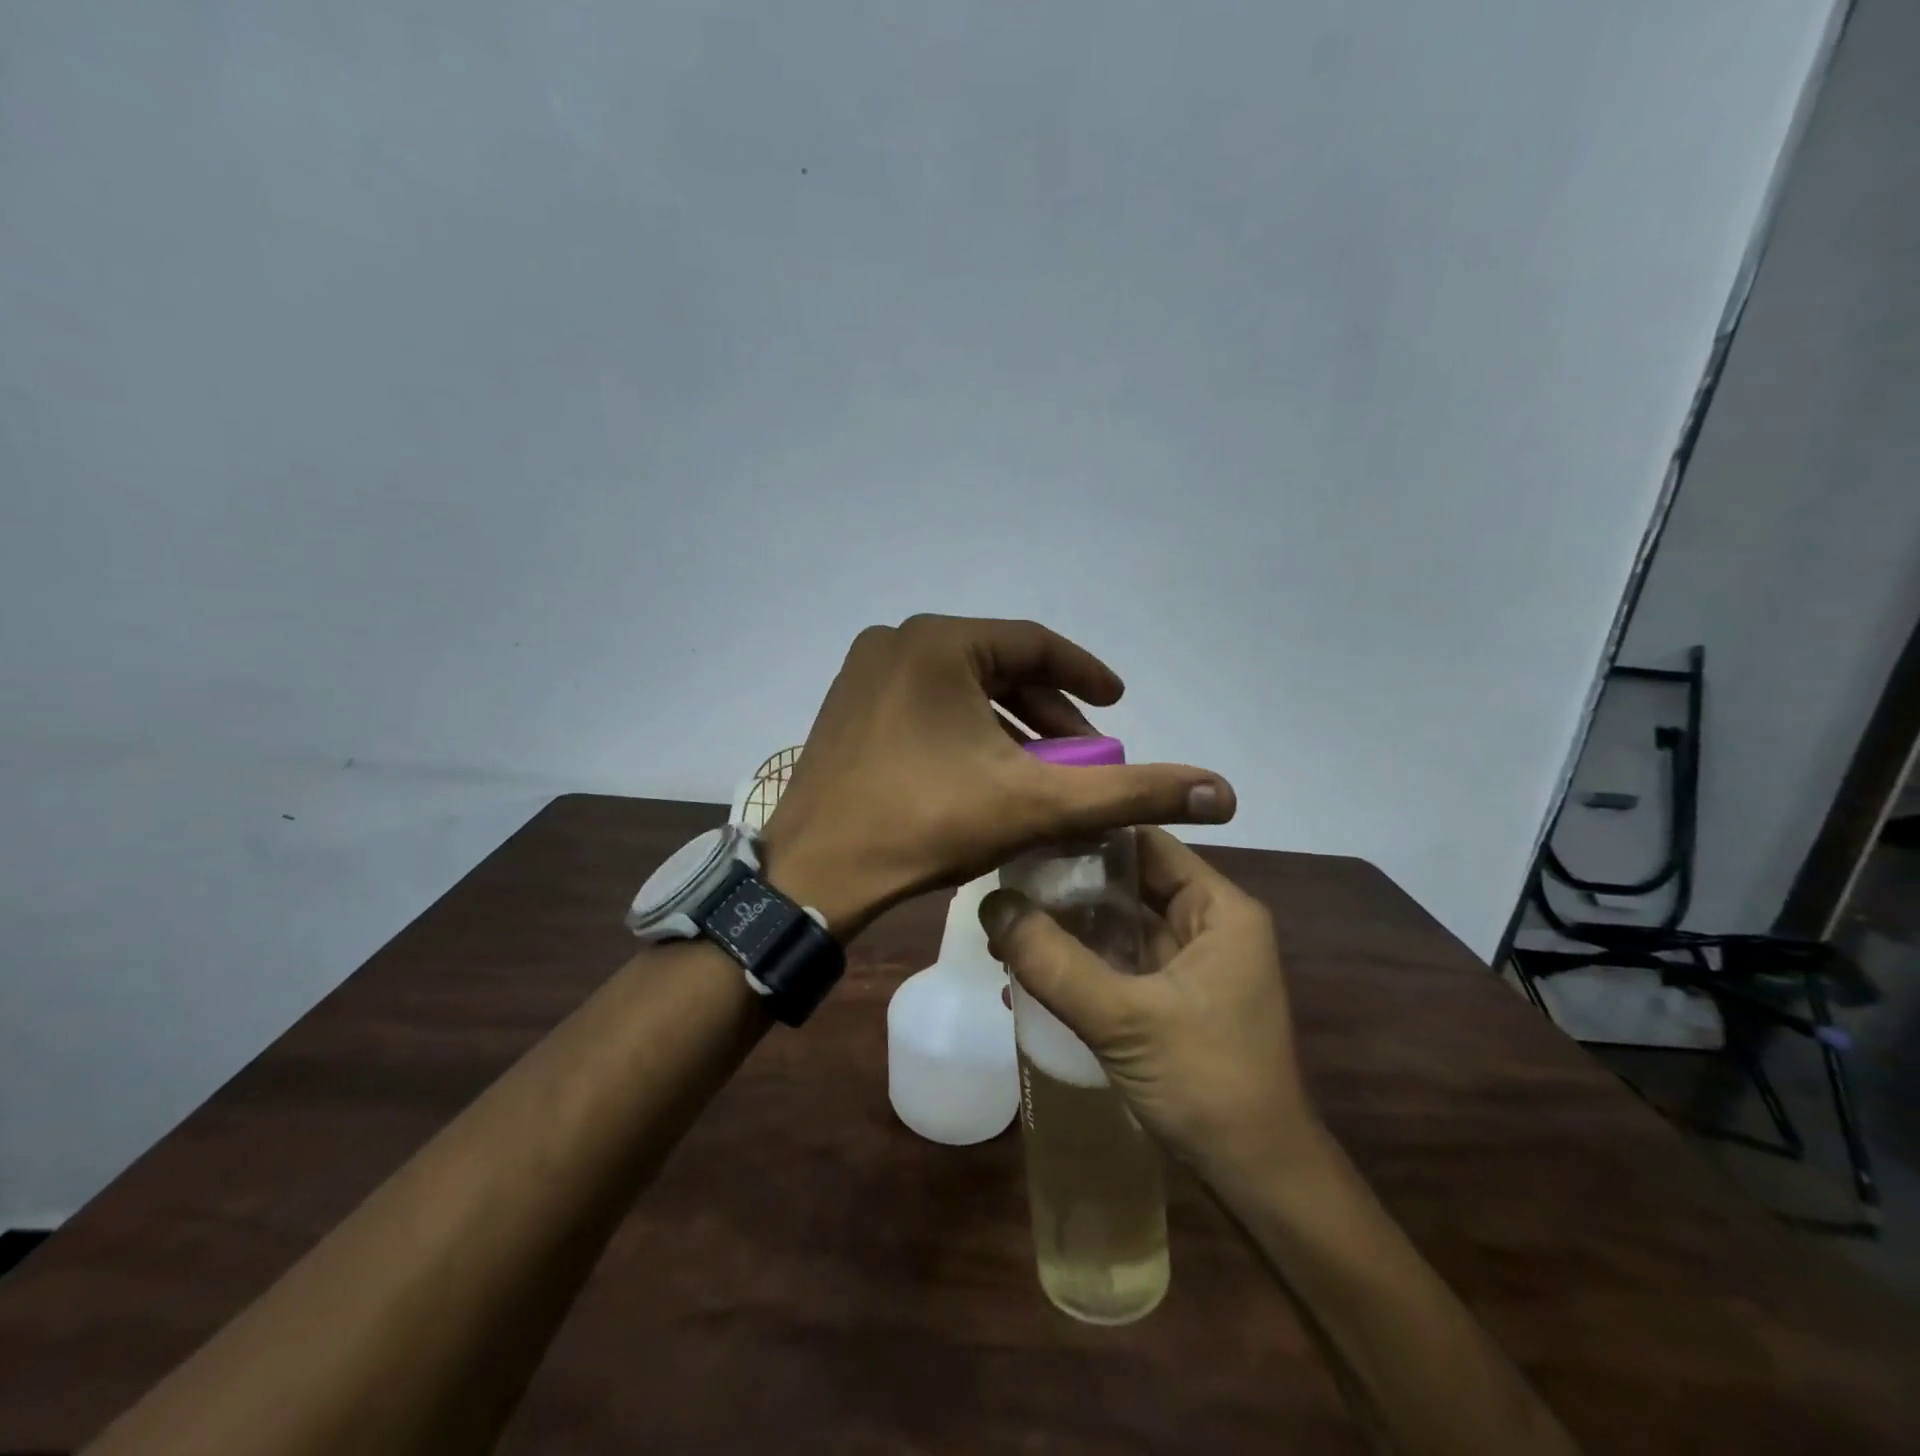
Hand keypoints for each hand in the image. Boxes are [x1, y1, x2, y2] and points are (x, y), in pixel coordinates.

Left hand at [760, 614, 1235, 936]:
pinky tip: (983, 771)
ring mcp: (864, 672)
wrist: (814, 876)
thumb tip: (1224, 792)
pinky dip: (963, 730)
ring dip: (1006, 724)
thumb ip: (1129, 792)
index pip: (1035, 645)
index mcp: (940, 642)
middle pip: (996, 667)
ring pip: (959, 688)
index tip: (1118, 703)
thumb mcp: (1037, 805)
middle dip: (1046, 710)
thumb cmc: (926, 825)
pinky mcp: (847, 706)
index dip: (1085, 674)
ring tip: (1040, 768)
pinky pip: (924, 704)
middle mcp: (897, 641)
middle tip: (1082, 749)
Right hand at [981, 827, 1319, 1184]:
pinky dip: (1080, 963)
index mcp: (1219, 909)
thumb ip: (1054, 962)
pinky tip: (1028, 970)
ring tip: (1005, 926)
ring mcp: (1190, 965)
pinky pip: (1119, 964)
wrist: (1259, 1183)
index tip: (1028, 834)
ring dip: (1068, 927)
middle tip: (1004, 882)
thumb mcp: (1124, 1019)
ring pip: (1119, 925)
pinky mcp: (1172, 1000)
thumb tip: (991, 905)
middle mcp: (1208, 925)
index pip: (1146, 842)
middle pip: (1128, 883)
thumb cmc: (1208, 1085)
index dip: (1088, 834)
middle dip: (1068, 885)